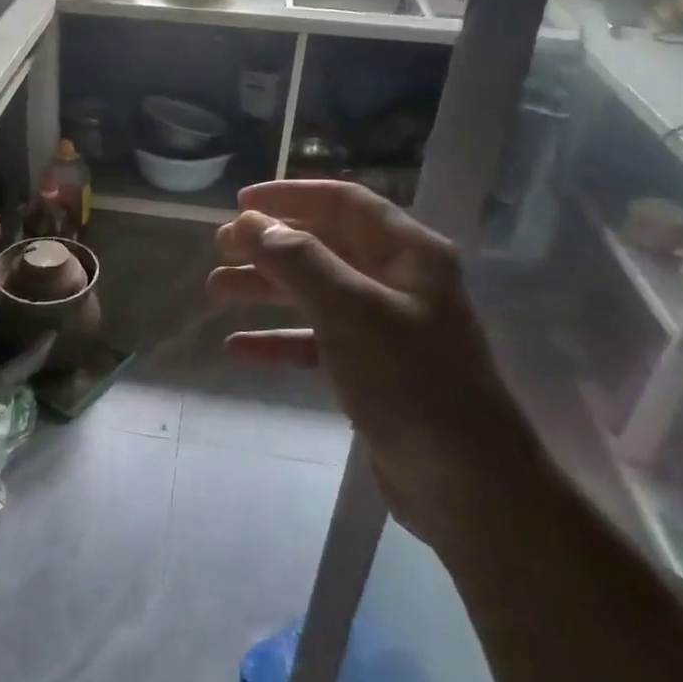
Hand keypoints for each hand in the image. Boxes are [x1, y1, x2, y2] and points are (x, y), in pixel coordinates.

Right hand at [207, 180, 539, 549]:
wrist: (466, 485)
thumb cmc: (411, 381)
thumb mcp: (351, 311)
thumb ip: (299, 261)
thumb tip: (252, 223)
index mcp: (408, 253)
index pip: (344, 202)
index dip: (290, 196)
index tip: (240, 201)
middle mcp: (397, 281)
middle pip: (324, 245)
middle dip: (270, 244)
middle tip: (221, 247)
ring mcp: (384, 328)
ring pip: (314, 292)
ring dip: (266, 288)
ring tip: (216, 290)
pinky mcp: (371, 370)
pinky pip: (315, 341)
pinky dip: (279, 339)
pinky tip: (239, 347)